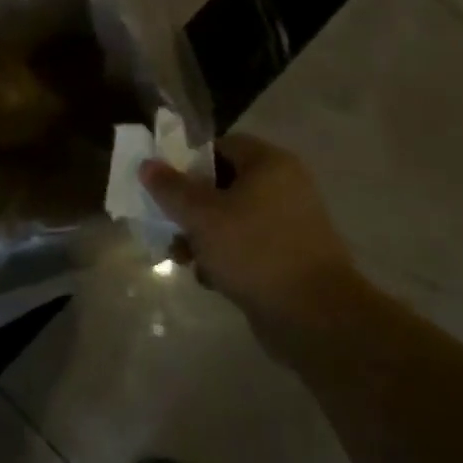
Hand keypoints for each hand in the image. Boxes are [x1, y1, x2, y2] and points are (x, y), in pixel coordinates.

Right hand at [139, 133, 356, 329]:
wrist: (315, 316)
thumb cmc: (255, 251)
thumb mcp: (202, 216)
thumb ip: (171, 188)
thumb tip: (147, 164)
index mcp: (270, 164)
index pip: (221, 146)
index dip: (188, 161)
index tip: (165, 184)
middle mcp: (285, 187)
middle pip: (223, 184)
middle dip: (191, 206)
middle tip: (167, 224)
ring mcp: (290, 224)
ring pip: (232, 218)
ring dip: (203, 236)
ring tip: (183, 258)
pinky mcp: (290, 257)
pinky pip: (248, 246)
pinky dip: (226, 257)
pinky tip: (209, 279)